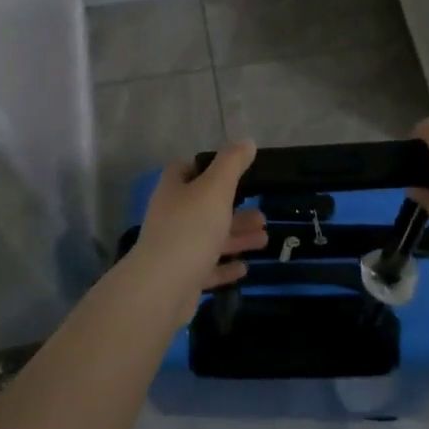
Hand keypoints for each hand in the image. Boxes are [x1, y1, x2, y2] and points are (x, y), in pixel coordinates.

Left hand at [129, 141, 267, 303]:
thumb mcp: (216, 188)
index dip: (206, 167)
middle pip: (204, 206)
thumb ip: (232, 163)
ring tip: (264, 238)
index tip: (234, 172)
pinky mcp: (182, 277)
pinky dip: (226, 266)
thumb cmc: (191, 228)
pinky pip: (207, 268)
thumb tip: (246, 142)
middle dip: (233, 209)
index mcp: (174, 190)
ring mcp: (175, 248)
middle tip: (262, 214)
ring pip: (209, 237)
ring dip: (236, 237)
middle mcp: (171, 216)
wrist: (163, 287)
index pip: (185, 170)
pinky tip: (245, 267)